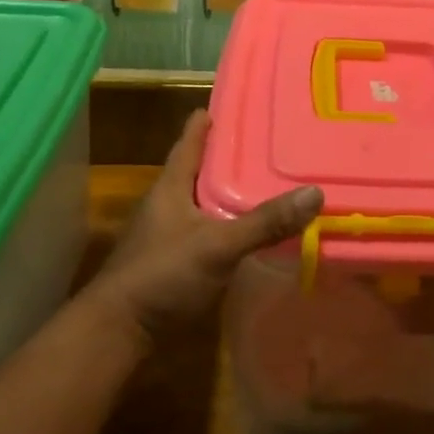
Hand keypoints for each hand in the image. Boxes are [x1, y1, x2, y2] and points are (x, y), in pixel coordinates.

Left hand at [88, 111, 321, 346]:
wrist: (118, 332)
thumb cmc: (162, 275)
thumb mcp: (218, 245)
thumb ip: (265, 222)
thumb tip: (315, 193)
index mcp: (171, 186)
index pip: (191, 140)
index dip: (210, 119)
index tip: (238, 102)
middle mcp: (168, 203)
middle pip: (201, 168)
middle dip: (230, 154)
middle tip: (269, 140)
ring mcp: (170, 233)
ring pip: (205, 200)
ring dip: (231, 190)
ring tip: (268, 180)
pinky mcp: (176, 261)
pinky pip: (209, 229)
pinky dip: (230, 223)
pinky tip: (252, 229)